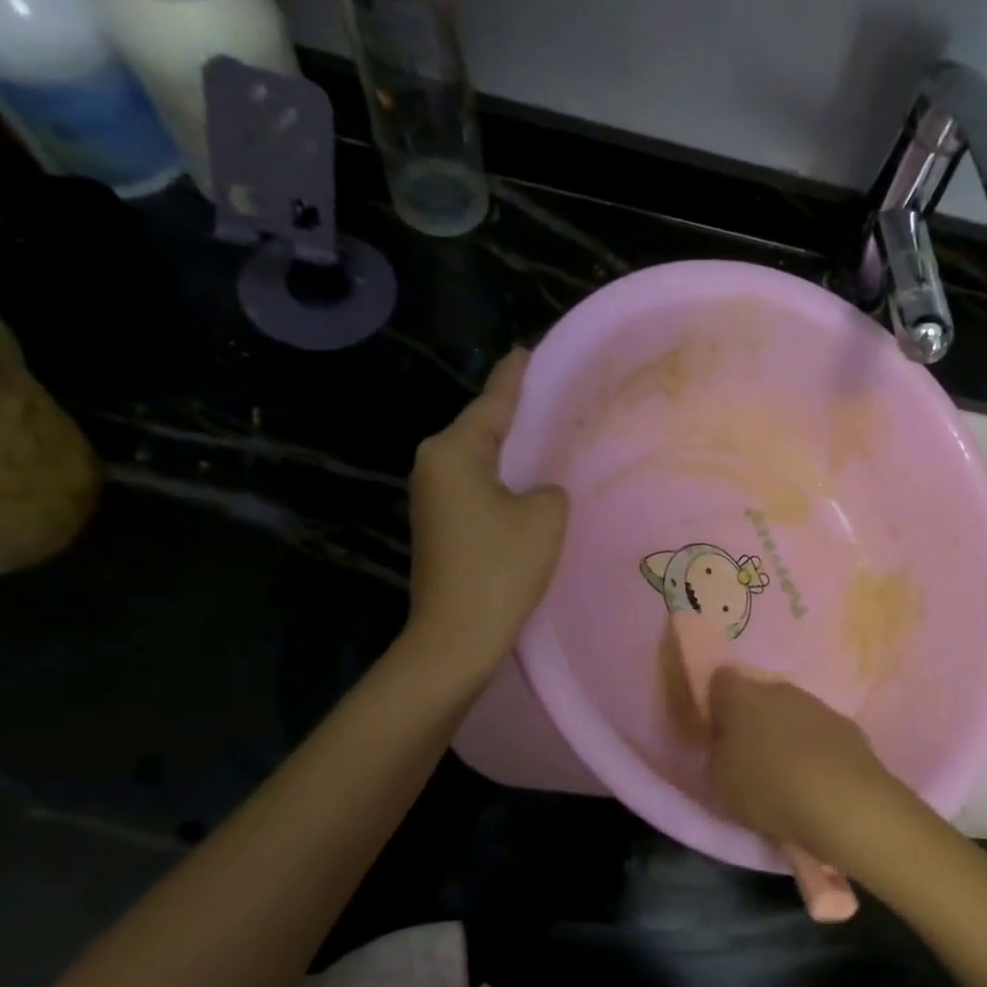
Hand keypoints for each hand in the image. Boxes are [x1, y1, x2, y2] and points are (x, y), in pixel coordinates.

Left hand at [402, 349, 567, 679]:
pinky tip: (529, 485)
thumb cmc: (501, 567)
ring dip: (512, 452)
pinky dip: (503, 481)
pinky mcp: (438, 524)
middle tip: (555, 397)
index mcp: (454, 450)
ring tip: (550, 437)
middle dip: (517, 414)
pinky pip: (477, 487)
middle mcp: (433, 464)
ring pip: (480, 460)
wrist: (456, 636)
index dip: (517, 376)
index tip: (530, 349)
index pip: (494, 400)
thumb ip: (548, 488)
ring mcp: (431, 496)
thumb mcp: (545, 516)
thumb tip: (535, 492)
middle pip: (483, 428)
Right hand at [706, 671, 941, 879]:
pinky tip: (817, 779)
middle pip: (758, 696)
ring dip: (786, 734)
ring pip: (792, 713)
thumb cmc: (767, 786)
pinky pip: (821, 733)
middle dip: (752, 720)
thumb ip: (717, 752)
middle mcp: (779, 689)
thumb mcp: (719, 779)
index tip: (716, 734)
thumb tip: (725, 741)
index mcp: (741, 695)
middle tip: (748, 758)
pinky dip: (816, 750)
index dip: (715, 704)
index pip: (720, 680)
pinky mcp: (848, 726)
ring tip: (785, 774)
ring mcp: (817, 705)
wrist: (843, 801)